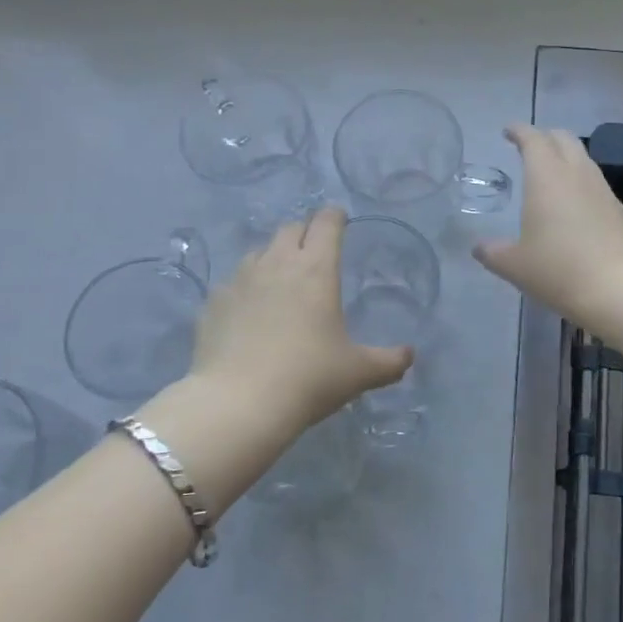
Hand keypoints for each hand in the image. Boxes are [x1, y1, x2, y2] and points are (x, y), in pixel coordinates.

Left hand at [190, 208, 411, 425]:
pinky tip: (248, 314)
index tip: (340, 220)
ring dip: (273, 258)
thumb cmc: (308, 378)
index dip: (335, 217)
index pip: (327, 223)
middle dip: (305, 232)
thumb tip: (409, 356)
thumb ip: (389, 361)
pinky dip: (245, 290)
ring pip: (259, 252)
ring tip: (280, 282)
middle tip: (314, 251)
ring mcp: (240, 280)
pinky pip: (232, 284)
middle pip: (291, 228)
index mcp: (317, 269)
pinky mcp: (213, 303)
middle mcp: (277, 263)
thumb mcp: (358, 373)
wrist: (238, 404)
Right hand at [472, 125, 622, 327]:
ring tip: (550, 172)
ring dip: (565, 156)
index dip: (519, 131)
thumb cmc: (559, 269)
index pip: (532, 139)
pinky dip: (579, 179)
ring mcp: (602, 188)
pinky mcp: (618, 208)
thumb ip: (493, 252)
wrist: (621, 288)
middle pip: (562, 138)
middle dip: (544, 136)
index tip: (508, 131)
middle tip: (529, 147)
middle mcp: (576, 173)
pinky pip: (594, 180)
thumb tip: (479, 248)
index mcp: (546, 176)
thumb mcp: (515, 265)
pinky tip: (573, 201)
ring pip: (582, 157)